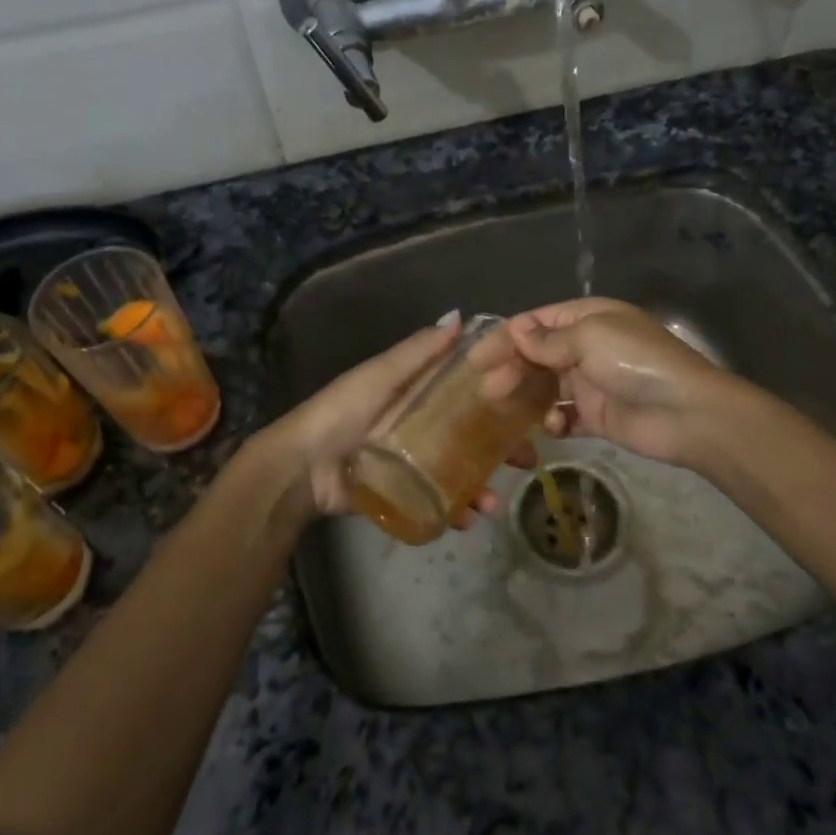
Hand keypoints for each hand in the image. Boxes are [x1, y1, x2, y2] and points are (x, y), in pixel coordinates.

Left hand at [261, 313, 532, 519]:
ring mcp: (414, 461)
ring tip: (492, 503)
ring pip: (460, 471)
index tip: (534, 403)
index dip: (502, 394)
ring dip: (482, 486)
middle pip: (473, 433)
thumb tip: (460, 316)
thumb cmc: (343, 412)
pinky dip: (456, 510)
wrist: (301, 469)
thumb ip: (418, 351)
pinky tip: (468, 519)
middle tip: (528, 461)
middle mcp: (421, 423)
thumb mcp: (381, 375)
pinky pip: (438, 500)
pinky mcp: (404, 491)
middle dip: (503, 448)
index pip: (469, 389)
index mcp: (417, 392)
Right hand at [508, 298, 727, 467]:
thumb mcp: (590, 338)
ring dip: (524, 396)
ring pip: (545, 386)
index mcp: (587, 318)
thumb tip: (516, 330)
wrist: (686, 412)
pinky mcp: (597, 416)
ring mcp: (591, 382)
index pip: (536, 322)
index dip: (505, 338)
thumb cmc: (635, 362)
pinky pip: (564, 416)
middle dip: (510, 369)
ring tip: (503, 408)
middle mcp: (587, 346)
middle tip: (486, 390)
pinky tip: (553, 426)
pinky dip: (553, 421)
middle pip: (536, 355)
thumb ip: (549, 339)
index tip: (475, 358)